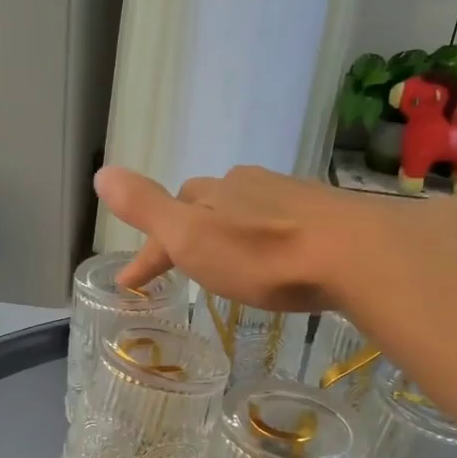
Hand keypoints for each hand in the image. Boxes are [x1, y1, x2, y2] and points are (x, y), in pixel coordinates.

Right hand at [96, 164, 403, 312]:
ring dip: (226, 232)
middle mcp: (246, 185)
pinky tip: (274, 256)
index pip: (165, 216)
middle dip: (186, 231)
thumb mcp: (191, 237)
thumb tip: (102, 172)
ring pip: (243, 210)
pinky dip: (262, 238)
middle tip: (180, 265)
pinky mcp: (323, 214)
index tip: (130, 285)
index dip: (146, 252)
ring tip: (225, 263)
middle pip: (204, 205)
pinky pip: (278, 222)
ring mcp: (288, 196)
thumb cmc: (263, 255)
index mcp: (210, 193)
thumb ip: (147, 207)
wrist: (354, 254)